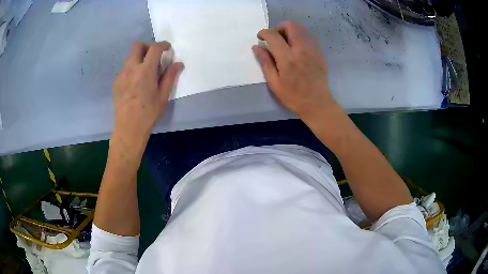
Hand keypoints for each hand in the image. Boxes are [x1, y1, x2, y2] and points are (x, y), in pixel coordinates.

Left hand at [112, 41, 183, 145]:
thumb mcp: (163, 95)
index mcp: (145, 71)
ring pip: (129, 58)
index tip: (167, 48)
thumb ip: (170, 76)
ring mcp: (121, 76)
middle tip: (152, 57)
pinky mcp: (116, 83)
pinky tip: (135, 86)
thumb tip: (178, 63)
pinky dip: (132, 71)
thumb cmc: (148, 113)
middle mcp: (131, 69)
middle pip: (136, 45)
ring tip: (144, 75)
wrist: (128, 128)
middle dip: (146, 46)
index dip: (162, 44)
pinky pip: (124, 70)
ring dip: (138, 59)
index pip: (154, 48)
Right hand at [253, 21, 335, 120]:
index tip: (260, 37)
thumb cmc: (293, 96)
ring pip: (301, 28)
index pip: (273, 35)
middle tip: (275, 38)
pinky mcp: (319, 52)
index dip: (264, 33)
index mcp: (287, 57)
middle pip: (290, 25)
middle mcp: (301, 49)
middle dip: (279, 28)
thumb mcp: (274, 82)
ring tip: (285, 43)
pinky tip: (296, 48)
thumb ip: (265, 62)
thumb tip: (256, 47)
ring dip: (290, 31)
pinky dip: (300, 37)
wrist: (317, 103)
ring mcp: (312, 49)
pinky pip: (308, 36)